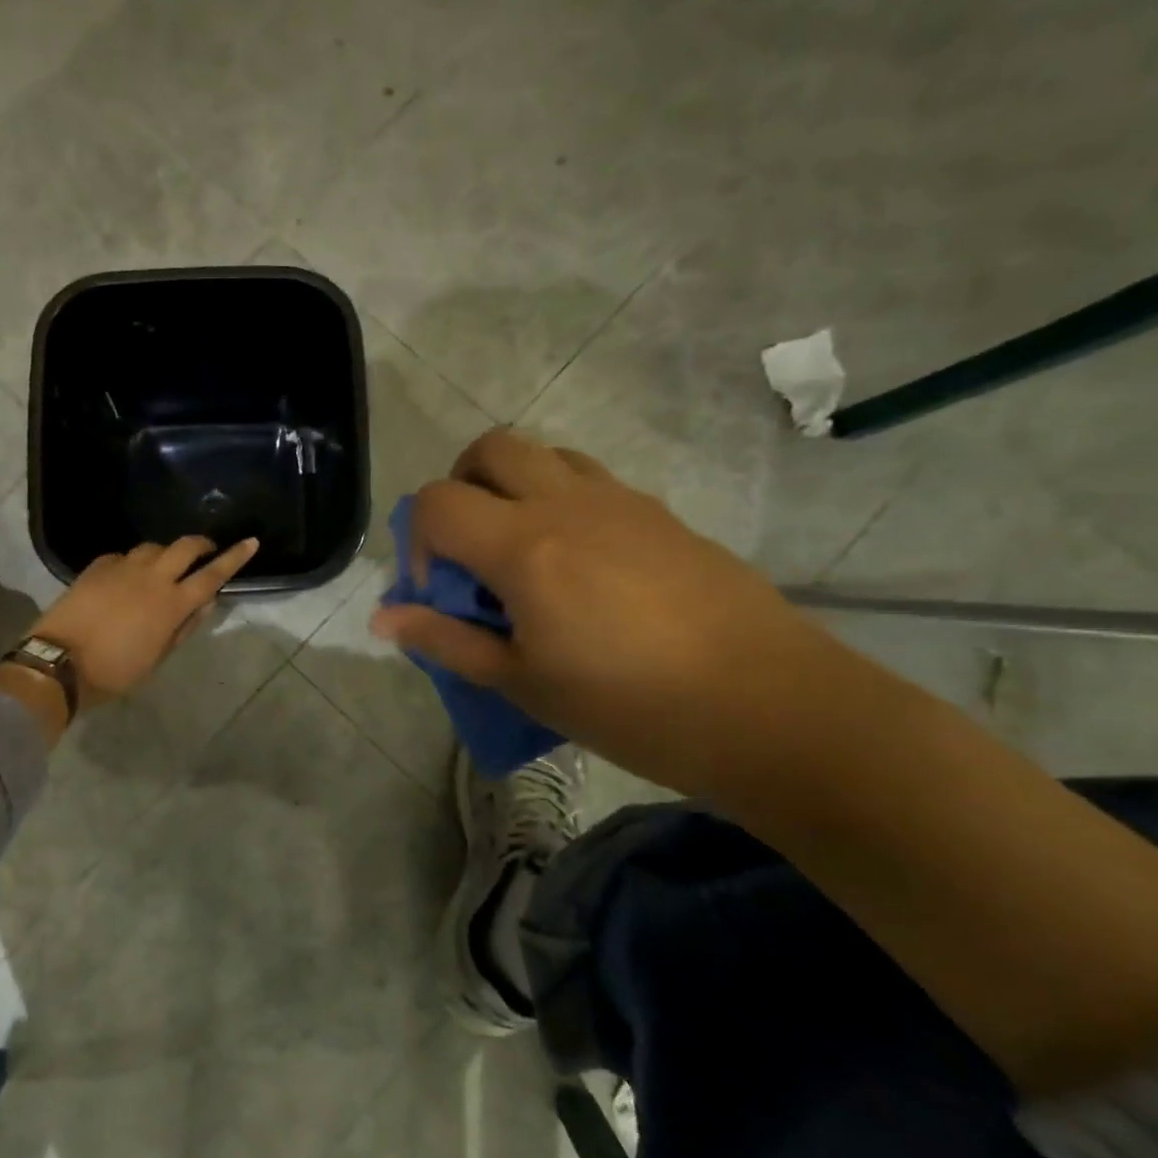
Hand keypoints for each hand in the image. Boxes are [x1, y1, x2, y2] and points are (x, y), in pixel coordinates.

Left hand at [31, 537, 260, 707]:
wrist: (59, 662)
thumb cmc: (114, 671)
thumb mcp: (157, 658)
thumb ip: (183, 628)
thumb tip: (204, 604)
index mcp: (172, 604)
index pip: (212, 575)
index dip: (235, 557)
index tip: (251, 542)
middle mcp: (152, 577)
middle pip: (185, 546)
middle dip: (202, 544)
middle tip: (206, 552)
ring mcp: (122, 567)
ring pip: (153, 547)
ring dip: (165, 554)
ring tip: (162, 569)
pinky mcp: (97, 567)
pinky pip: (123, 556)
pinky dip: (132, 563)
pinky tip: (125, 577)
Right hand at [370, 429, 838, 795]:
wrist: (774, 709)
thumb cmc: (632, 706)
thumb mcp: (523, 683)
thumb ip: (447, 640)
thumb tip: (383, 618)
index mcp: (524, 546)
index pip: (437, 501)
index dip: (418, 540)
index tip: (438, 591)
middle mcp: (567, 504)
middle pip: (489, 448)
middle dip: (459, 486)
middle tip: (468, 548)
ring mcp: (621, 502)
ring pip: (544, 453)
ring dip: (512, 485)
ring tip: (521, 550)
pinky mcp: (662, 514)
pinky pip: (590, 480)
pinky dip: (560, 500)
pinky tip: (580, 567)